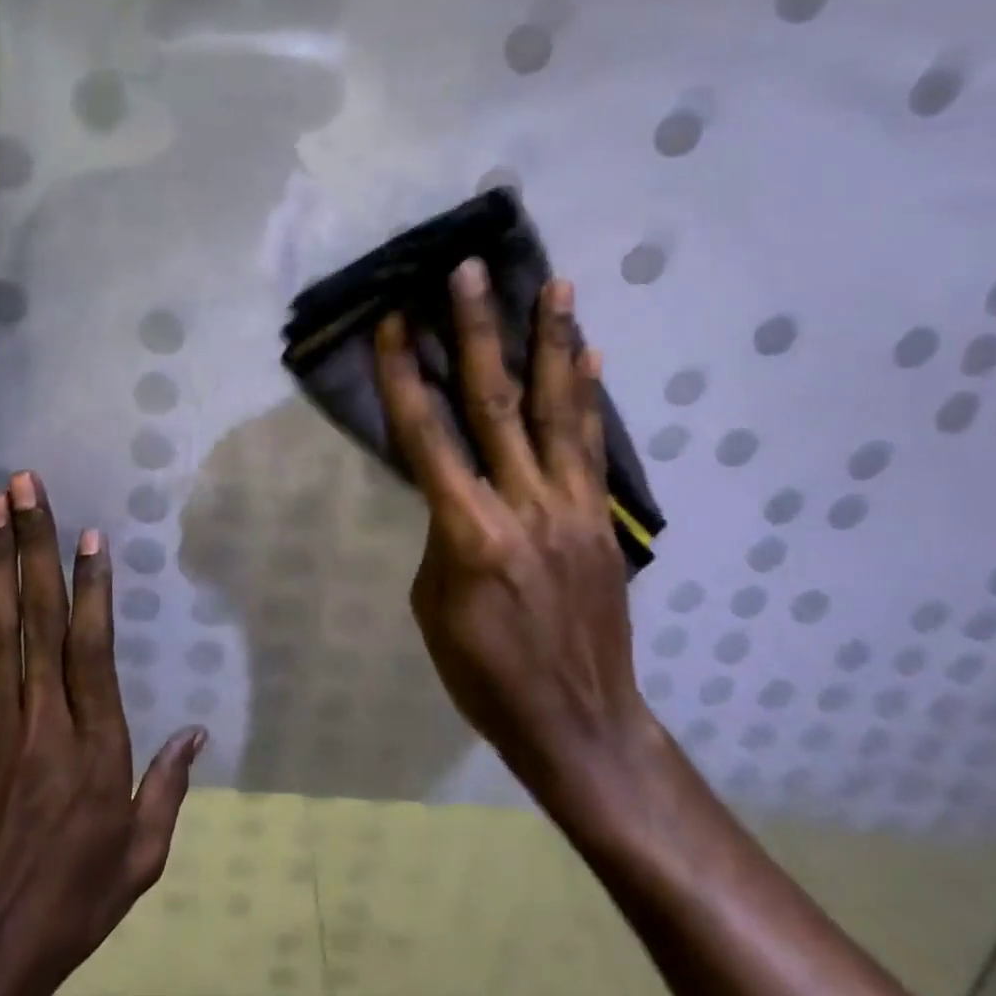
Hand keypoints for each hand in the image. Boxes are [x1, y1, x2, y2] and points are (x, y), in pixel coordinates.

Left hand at [0, 472, 204, 995]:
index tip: (88, 534)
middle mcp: (39, 720)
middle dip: (29, 545)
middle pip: (35, 617)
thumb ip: (169, 788)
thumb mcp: (140, 856)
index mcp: (92, 744)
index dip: (90, 585)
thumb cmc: (71, 901)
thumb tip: (198, 735)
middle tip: (24, 489)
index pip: (90, 646)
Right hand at [374, 260, 651, 803]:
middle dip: (479, 331)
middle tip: (471, 271)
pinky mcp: (601, 519)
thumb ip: (443, 532)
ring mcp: (572, 508)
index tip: (394, 320)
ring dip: (553, 343)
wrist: (580, 723)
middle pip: (496, 403)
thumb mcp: (434, 605)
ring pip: (559, 411)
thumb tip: (454, 487)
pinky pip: (592, 446)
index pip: (427, 436)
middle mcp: (524, 505)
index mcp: (469, 533)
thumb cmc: (485, 674)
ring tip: (555, 285)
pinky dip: (589, 396)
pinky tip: (590, 355)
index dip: (404, 374)